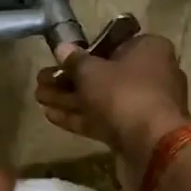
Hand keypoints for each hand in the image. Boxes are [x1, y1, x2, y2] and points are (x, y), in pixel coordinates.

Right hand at [35, 33, 190, 186]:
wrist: (151, 145)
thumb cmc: (124, 93)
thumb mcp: (91, 72)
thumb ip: (74, 60)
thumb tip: (62, 48)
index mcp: (150, 49)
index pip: (113, 45)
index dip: (83, 53)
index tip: (59, 60)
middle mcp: (152, 74)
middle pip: (104, 74)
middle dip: (69, 80)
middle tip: (41, 81)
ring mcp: (144, 105)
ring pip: (102, 99)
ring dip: (70, 99)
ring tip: (38, 97)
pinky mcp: (136, 131)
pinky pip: (104, 119)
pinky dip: (80, 117)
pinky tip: (51, 116)